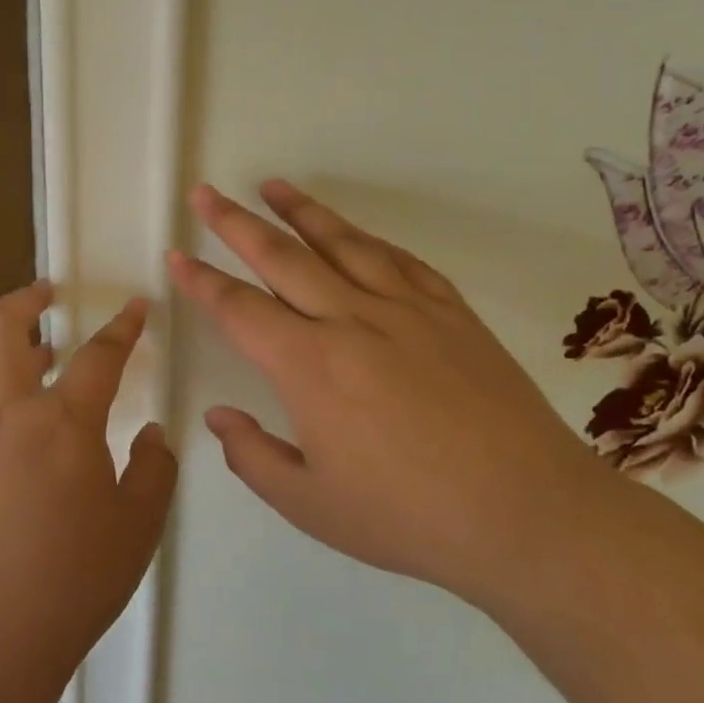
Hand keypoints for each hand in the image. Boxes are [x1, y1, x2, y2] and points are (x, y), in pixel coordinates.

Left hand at [0, 283, 177, 702]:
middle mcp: (6, 417)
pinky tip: (11, 451)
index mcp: (61, 423)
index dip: (122, 327)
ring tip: (36, 369)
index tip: (134, 307)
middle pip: (0, 330)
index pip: (98, 356)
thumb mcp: (136, 530)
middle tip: (46, 293)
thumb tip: (150, 437)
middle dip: (25, 300)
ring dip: (7, 359)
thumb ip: (153, 471)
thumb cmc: (69, 585)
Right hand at [167, 181, 598, 601]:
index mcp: (308, 366)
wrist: (526, 511)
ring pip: (341, 243)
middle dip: (235, 223)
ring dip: (301, 211)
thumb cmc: (409, 516)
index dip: (201, 281)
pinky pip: (399, 260)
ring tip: (272, 186)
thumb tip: (218, 418)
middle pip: (281, 257)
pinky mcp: (450, 311)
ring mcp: (405, 309)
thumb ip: (253, 457)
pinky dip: (367, 239)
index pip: (239, 309)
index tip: (177, 256)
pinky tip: (354, 233)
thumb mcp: (312, 505)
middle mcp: (350, 320)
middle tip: (206, 194)